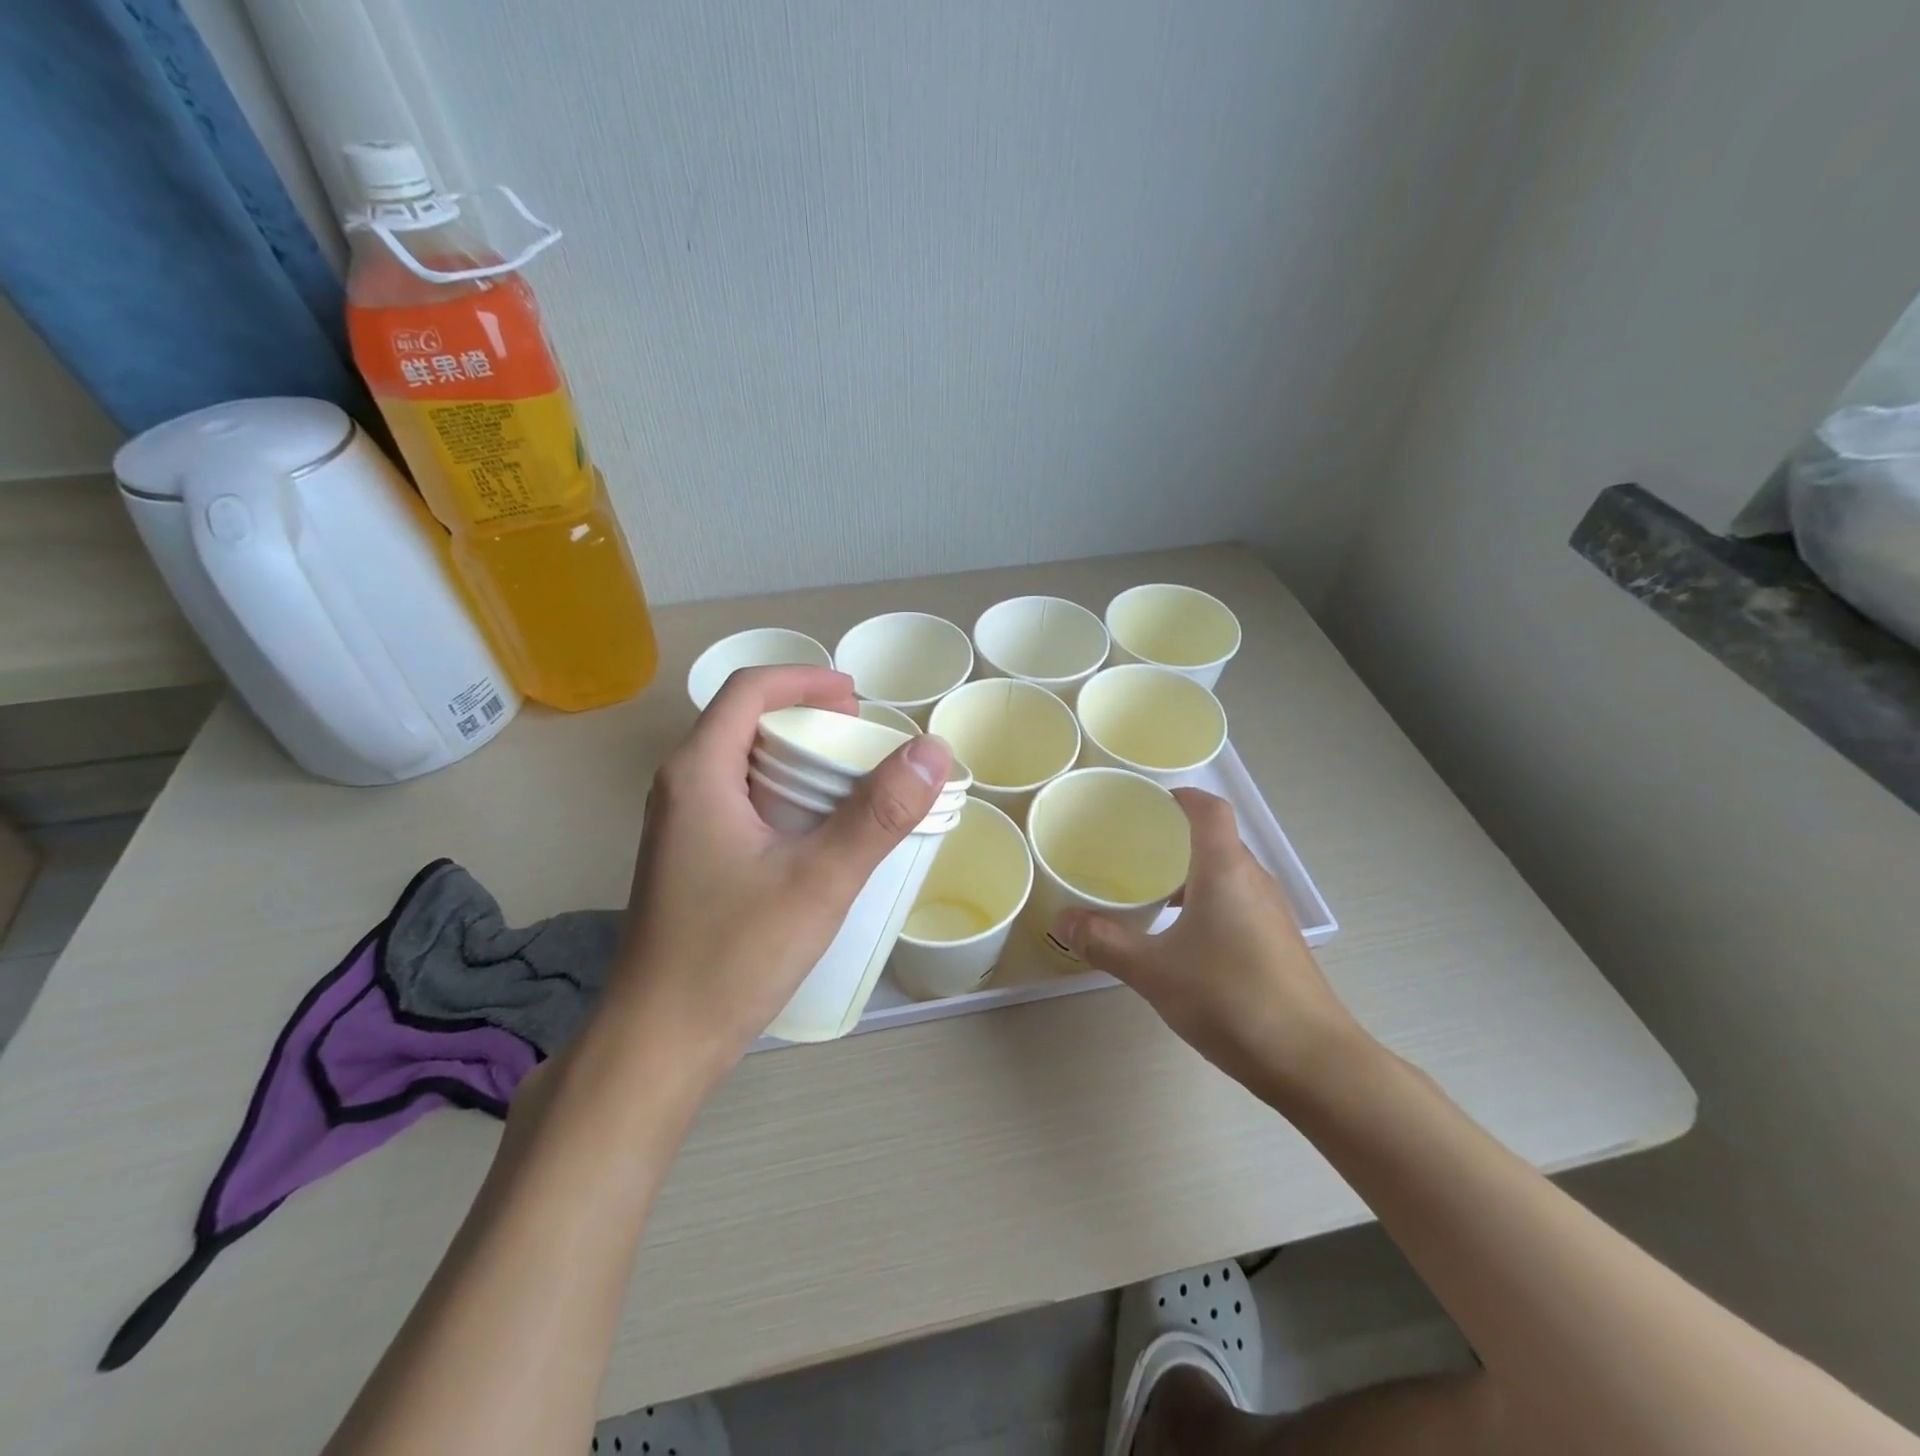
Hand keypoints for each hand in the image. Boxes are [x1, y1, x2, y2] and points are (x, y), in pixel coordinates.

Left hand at [606, 664, 951, 1081]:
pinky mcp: (688, 860)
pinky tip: (817, 835)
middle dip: (807, 718)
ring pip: (742, 764)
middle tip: (863, 743)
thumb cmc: (732, 955)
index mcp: (699, 772)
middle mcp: (680, 788)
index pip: (749, 689)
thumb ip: (879, 814)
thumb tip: (933, 750)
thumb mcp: (819, 880)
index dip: (806, 679)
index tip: (859, 698)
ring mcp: (679, 827)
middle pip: (745, 722)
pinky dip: (784, 796)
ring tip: (850, 784)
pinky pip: (739, 801)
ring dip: (797, 760)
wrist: (657, 1045)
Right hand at [1053, 788, 1367, 1101]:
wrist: (1313, 1062)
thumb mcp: (1155, 972)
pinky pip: (1237, 901)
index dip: (1180, 797)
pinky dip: (1207, 901)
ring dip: (1191, 873)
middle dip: (1175, 838)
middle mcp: (1253, 880)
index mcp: (1226, 870)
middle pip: (1216, 839)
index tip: (1145, 805)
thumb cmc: (1231, 1000)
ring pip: (1227, 873)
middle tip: (1131, 850)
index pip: (1209, 809)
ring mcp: (1271, 912)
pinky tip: (1182, 938)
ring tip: (1150, 894)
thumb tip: (1061, 919)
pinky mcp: (1278, 941)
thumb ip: (1106, 942)